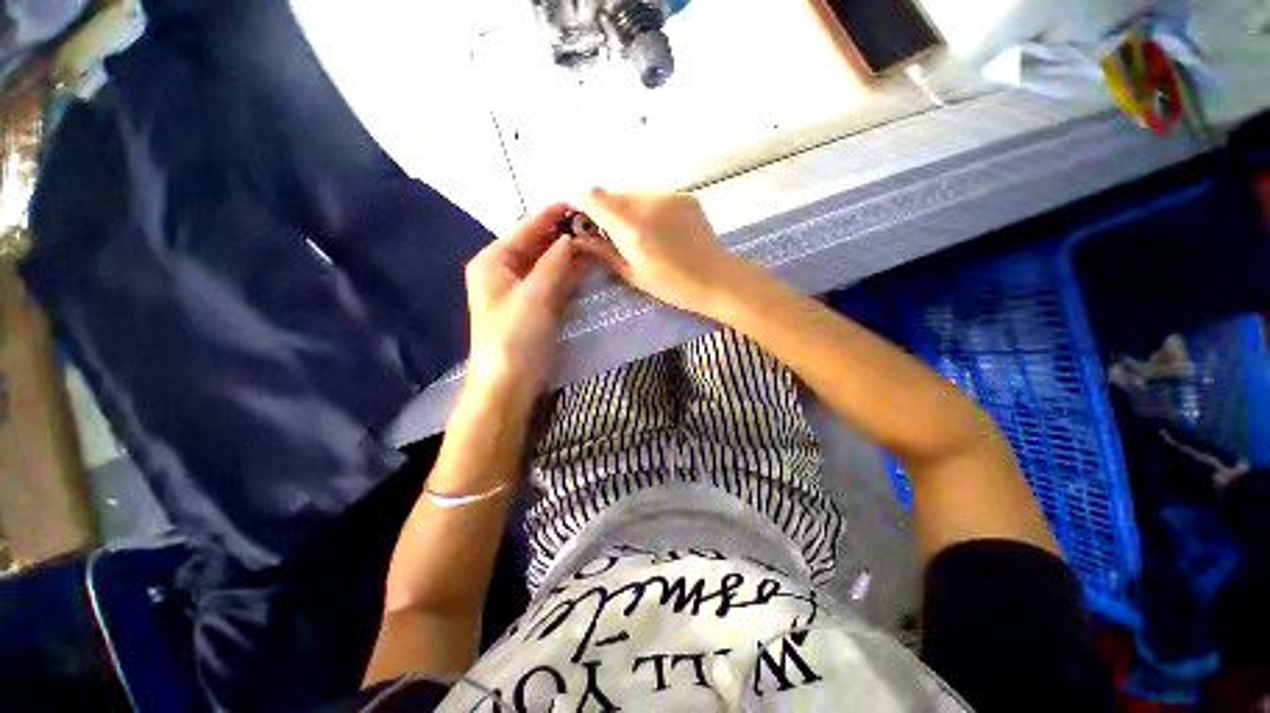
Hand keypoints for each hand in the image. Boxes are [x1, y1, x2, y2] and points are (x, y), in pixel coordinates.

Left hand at [464, 203, 583, 393]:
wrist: (508, 386)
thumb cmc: (515, 338)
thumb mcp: (536, 295)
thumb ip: (556, 263)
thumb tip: (573, 238)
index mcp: (494, 261)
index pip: (526, 228)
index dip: (552, 214)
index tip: (580, 202)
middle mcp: (504, 271)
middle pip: (536, 244)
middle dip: (563, 235)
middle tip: (595, 225)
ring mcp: (519, 291)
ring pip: (546, 264)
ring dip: (568, 254)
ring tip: (596, 242)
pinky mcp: (533, 308)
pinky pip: (552, 283)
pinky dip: (568, 274)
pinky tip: (585, 268)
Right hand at [573, 188, 744, 315]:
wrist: (717, 279)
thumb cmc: (672, 285)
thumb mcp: (633, 274)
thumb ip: (603, 252)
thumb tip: (578, 239)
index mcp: (632, 226)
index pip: (593, 196)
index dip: (581, 205)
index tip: (582, 221)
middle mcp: (648, 201)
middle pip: (612, 193)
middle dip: (606, 210)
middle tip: (612, 235)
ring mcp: (669, 195)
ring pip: (634, 193)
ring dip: (627, 208)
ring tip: (640, 234)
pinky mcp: (684, 196)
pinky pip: (655, 196)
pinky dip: (648, 208)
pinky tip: (660, 230)